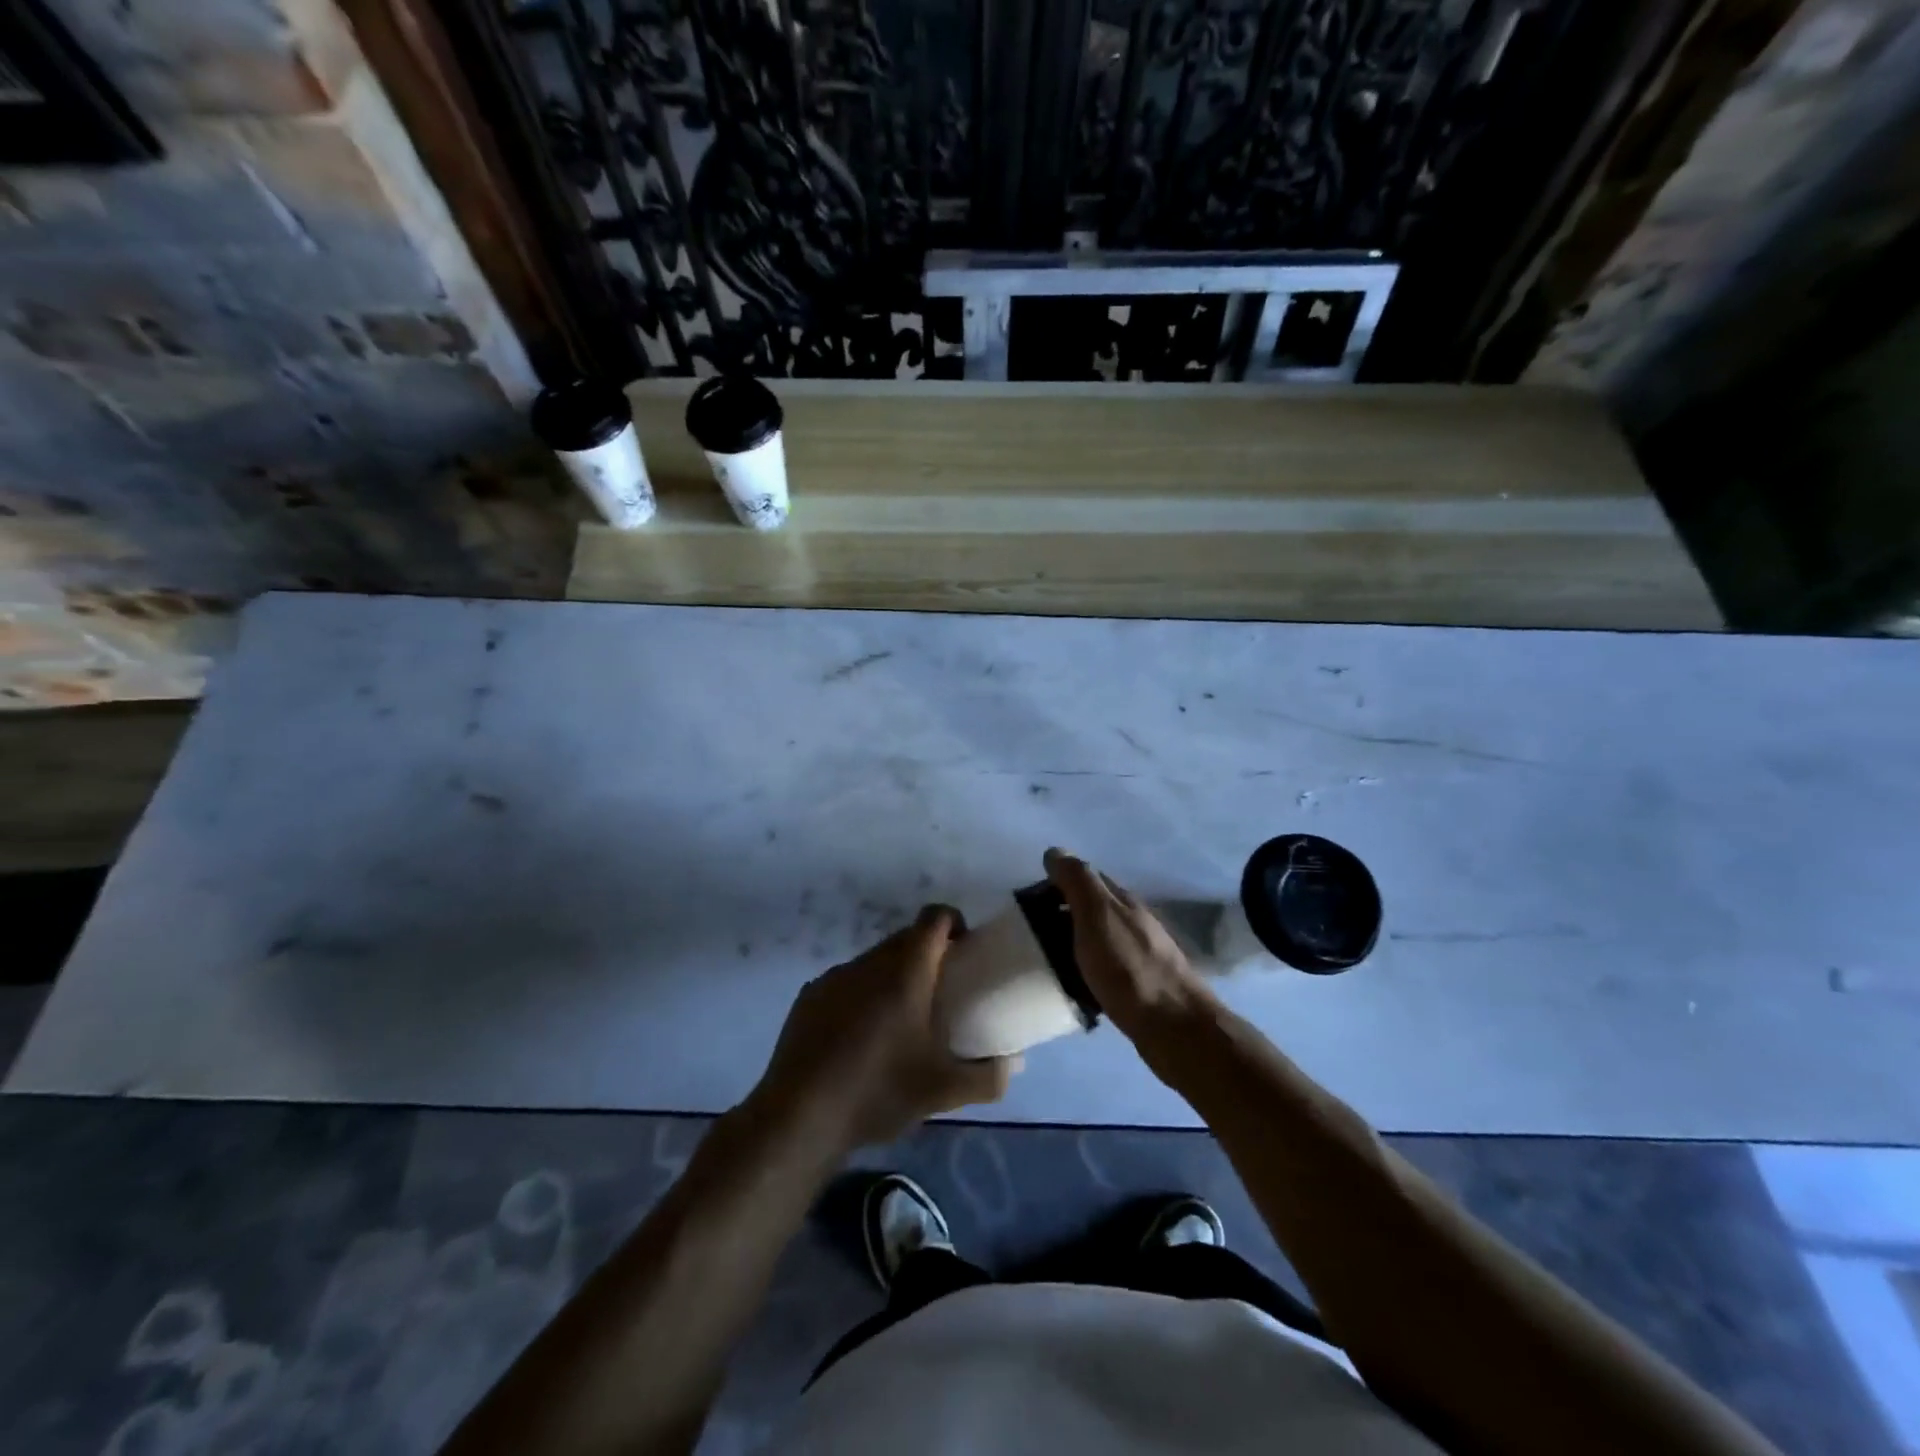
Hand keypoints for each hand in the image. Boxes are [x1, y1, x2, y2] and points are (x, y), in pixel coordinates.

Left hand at [750, 905, 1017, 1152]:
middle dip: (926, 954)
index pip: (934, 918)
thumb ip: (988, 1076)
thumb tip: (1015, 1063)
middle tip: (940, 992)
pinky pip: (846, 982)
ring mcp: (835, 977)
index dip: (953, 922)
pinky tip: (859, 1038)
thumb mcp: (943, 1091)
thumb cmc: (879, 1092)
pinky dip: (861, 995)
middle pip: (905, 938)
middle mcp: (870, 963)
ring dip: (892, 976)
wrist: (800, 1117)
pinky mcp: (809, 996)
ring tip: (899, 1020)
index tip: (964, 950)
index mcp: (906, 972)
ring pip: (874, 960)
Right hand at [1044, 847, 1219, 1038]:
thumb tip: (1055, 851)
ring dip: (1073, 944)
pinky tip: (1073, 988)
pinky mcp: (1140, 987)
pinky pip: (1105, 970)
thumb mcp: (1097, 916)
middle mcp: (1134, 922)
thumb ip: (1078, 882)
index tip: (1027, 901)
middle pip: (1092, 909)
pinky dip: (1086, 972)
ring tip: (1044, 961)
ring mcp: (1140, 955)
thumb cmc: (1129, 968)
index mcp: (1123, 901)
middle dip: (1062, 914)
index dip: (1057, 883)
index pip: (1086, 878)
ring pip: (1098, 940)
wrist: (1174, 1027)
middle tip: (1030, 933)